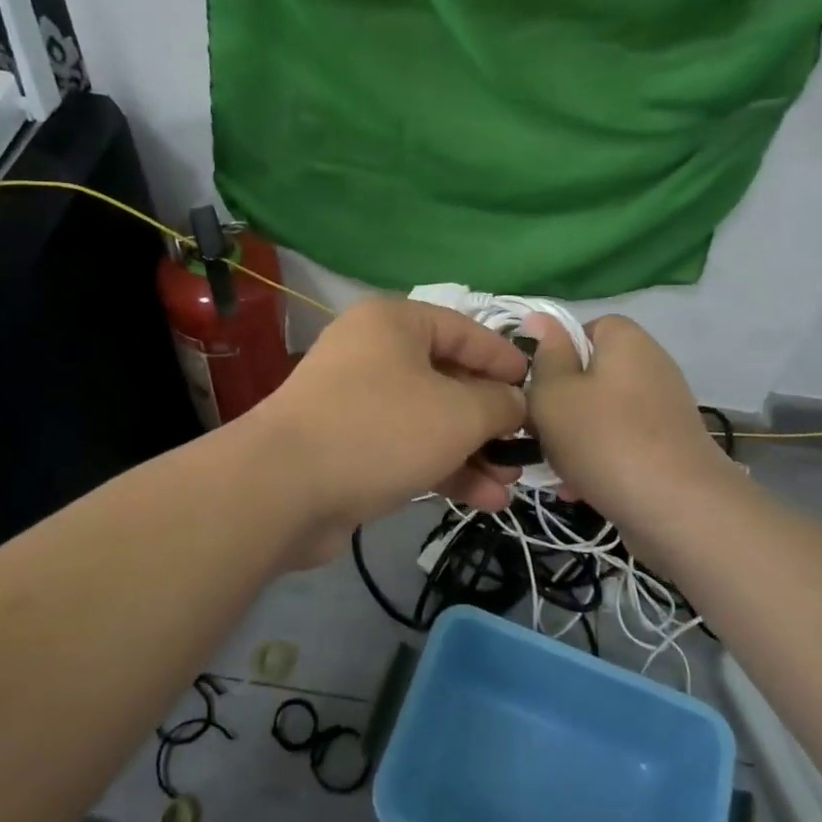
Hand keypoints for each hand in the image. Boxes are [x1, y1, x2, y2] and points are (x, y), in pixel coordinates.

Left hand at [252, 298, 526, 557]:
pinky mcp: (349, 444)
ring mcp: (358, 400)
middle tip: (525, 446)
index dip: (506, 361)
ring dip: (472, 451)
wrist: (283, 489)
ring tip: (510, 484)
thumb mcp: (458, 413)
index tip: (537, 390)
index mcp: (395, 322)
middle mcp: (374, 352)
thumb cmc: (381, 429)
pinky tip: (482, 499)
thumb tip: (515, 403)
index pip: (466, 331)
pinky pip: (407, 447)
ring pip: (430, 418)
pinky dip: (442, 467)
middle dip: (490, 418)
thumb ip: (498, 404)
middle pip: (449, 378)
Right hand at [523, 313, 731, 526]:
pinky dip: (599, 460)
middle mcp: (650, 366)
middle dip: (560, 404)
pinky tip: (579, 490)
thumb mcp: (554, 393)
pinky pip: (621, 443)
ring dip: (574, 438)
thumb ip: (544, 356)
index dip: (554, 355)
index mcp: (626, 340)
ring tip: (557, 469)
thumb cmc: (605, 439)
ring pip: (601, 414)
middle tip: (538, 432)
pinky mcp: (669, 447)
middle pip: (590, 375)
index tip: (536, 386)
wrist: (679, 510)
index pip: (583, 328)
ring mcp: (663, 409)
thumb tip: (540, 318)